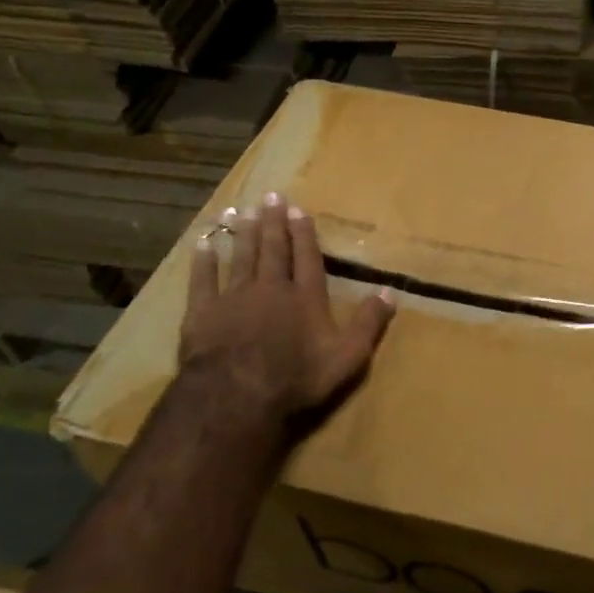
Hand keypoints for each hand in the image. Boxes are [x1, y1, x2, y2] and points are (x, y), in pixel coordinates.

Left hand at [181, 194, 394, 418]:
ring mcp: (234, 297)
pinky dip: (203, 261)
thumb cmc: (296, 378)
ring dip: (244, 233)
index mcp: (306, 297)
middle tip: (272, 197)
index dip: (304, 233)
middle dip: (274, 222)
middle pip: (273, 249)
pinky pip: (203, 279)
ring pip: (241, 257)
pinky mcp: (203, 311)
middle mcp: (271, 287)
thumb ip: (368, 323)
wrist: (235, 395)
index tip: (298, 210)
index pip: (307, 257)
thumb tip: (390, 291)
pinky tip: (203, 244)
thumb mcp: (347, 356)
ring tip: (245, 211)